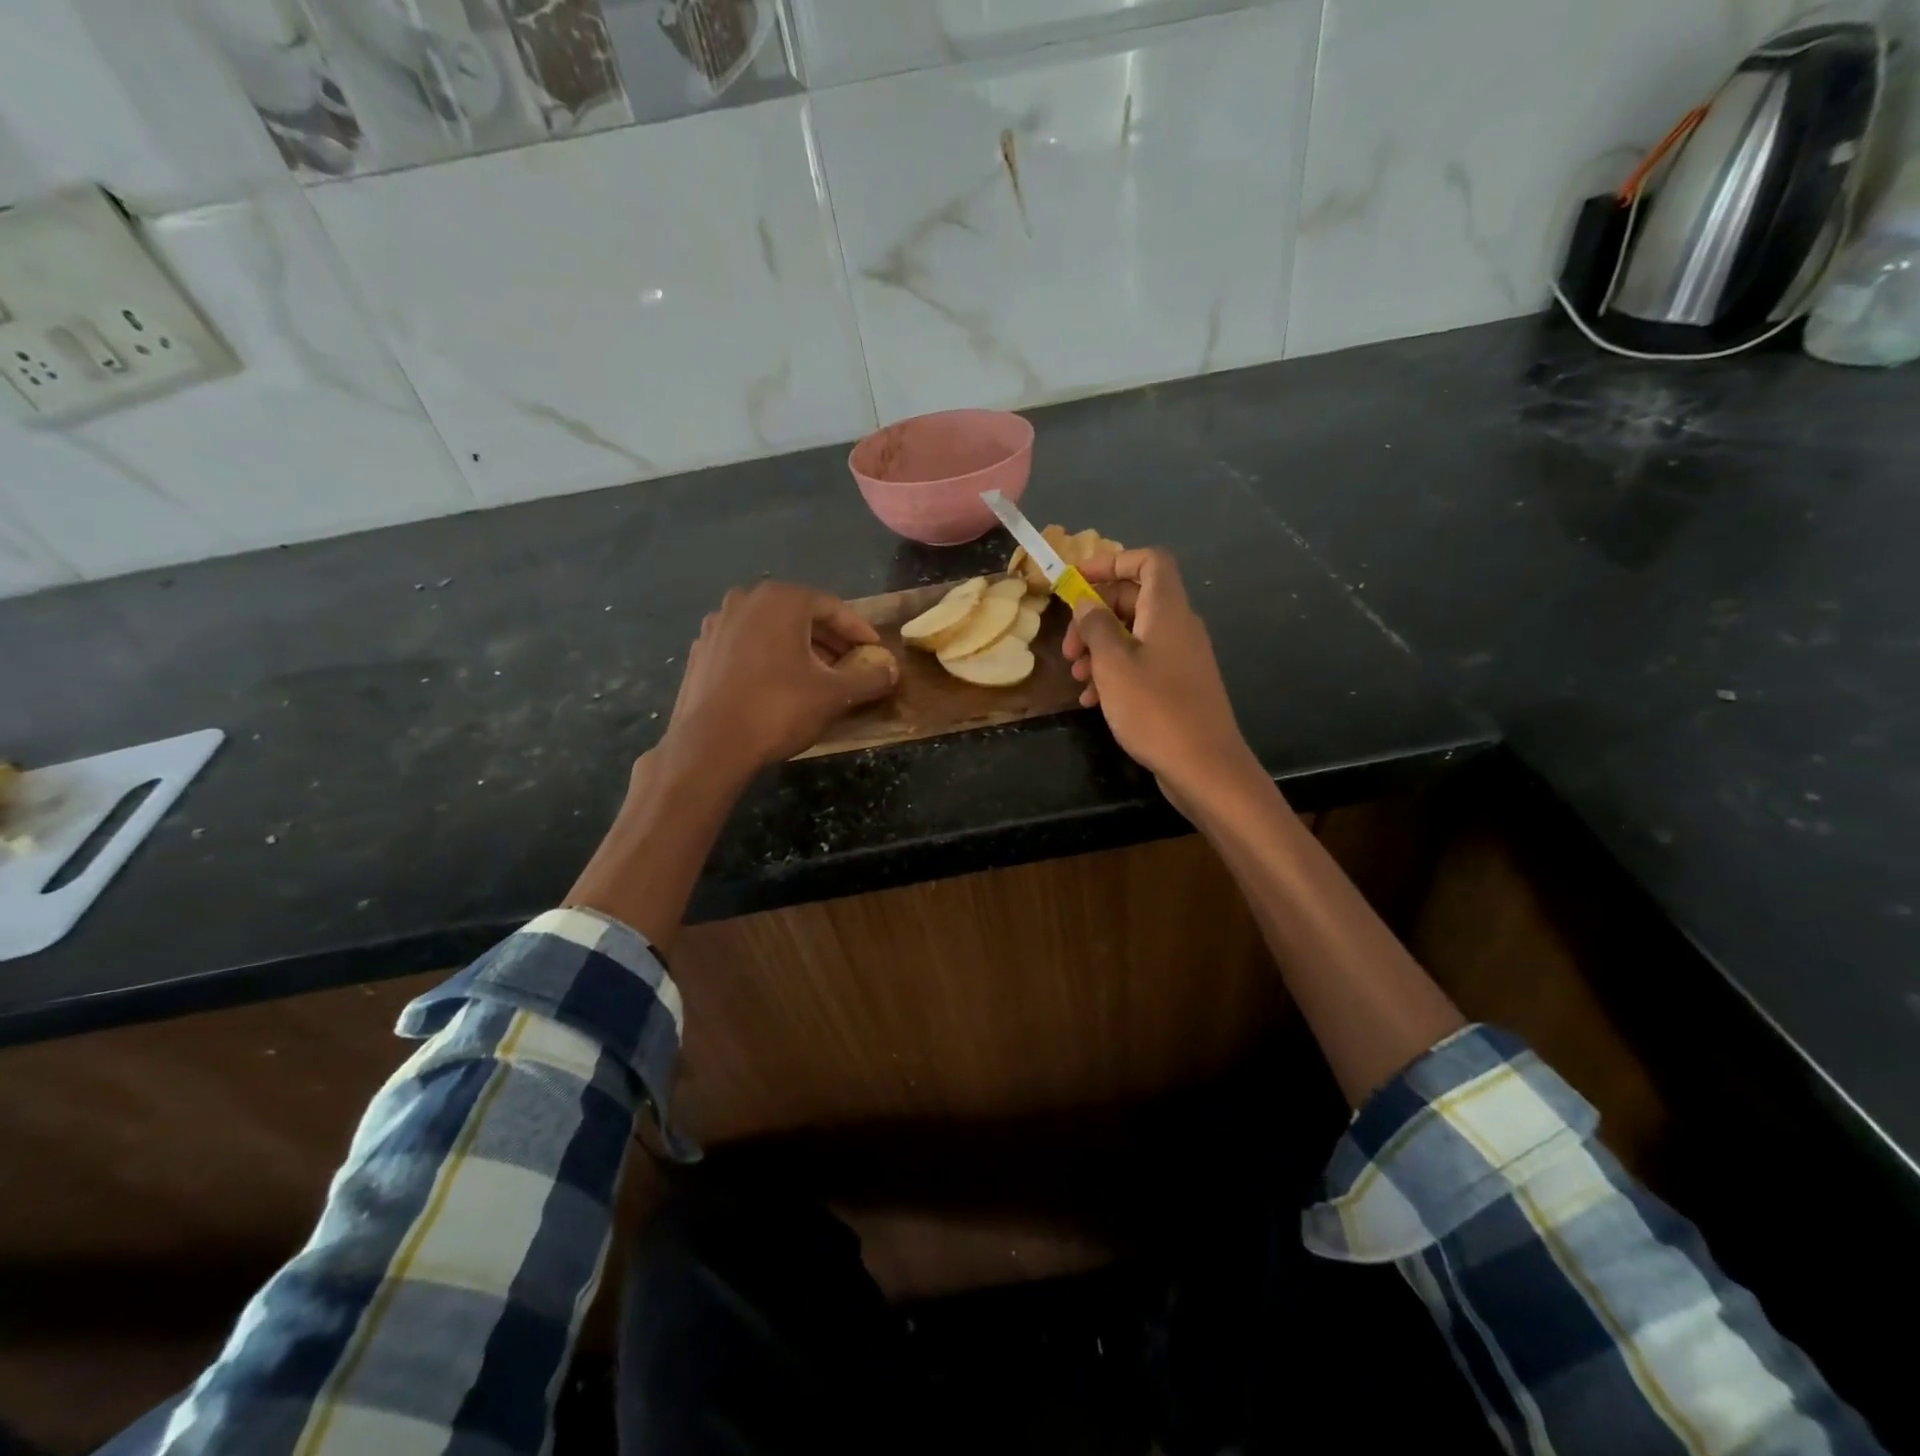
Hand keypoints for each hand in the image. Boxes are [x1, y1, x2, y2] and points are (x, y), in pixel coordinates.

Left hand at [660, 581, 898, 777]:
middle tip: (851, 665)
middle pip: (800, 615)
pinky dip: (769, 657)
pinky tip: (778, 685)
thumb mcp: (835, 695)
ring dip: (799, 648)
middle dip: (829, 639)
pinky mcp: (702, 649)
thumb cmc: (778, 709)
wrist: (710, 744)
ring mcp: (718, 623)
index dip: (859, 631)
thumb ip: (869, 678)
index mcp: (781, 600)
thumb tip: (893, 671)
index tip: (875, 651)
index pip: (833, 607)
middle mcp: (746, 600)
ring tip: (818, 676)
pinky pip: (747, 645)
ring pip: (771, 629)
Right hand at [1063, 548, 1256, 804]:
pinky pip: (1141, 664)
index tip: (1077, 582)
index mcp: (1167, 610)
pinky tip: (1093, 700)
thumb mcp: (1113, 664)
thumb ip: (1095, 626)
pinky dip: (1115, 673)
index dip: (1112, 562)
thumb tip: (1086, 602)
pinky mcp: (1178, 685)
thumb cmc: (1155, 709)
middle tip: (1068, 647)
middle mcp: (1178, 626)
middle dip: (1094, 617)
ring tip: (1077, 678)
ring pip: (1133, 635)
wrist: (1204, 767)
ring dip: (1099, 650)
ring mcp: (1180, 657)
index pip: (1148, 561)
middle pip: (1133, 599)